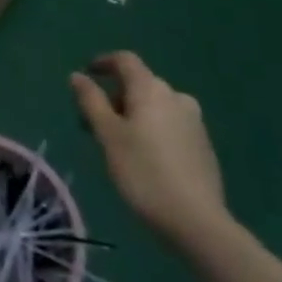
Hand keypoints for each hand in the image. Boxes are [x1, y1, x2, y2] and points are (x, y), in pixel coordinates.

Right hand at [70, 51, 229, 249]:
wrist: (196, 220)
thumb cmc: (143, 171)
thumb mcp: (107, 134)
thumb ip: (91, 101)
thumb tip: (78, 76)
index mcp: (152, 90)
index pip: (126, 61)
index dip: (103, 62)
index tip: (86, 74)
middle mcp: (176, 98)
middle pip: (139, 84)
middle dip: (113, 96)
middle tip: (91, 121)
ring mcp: (194, 122)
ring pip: (155, 106)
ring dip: (131, 114)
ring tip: (114, 142)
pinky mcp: (203, 145)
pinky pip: (169, 124)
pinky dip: (150, 129)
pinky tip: (142, 156)